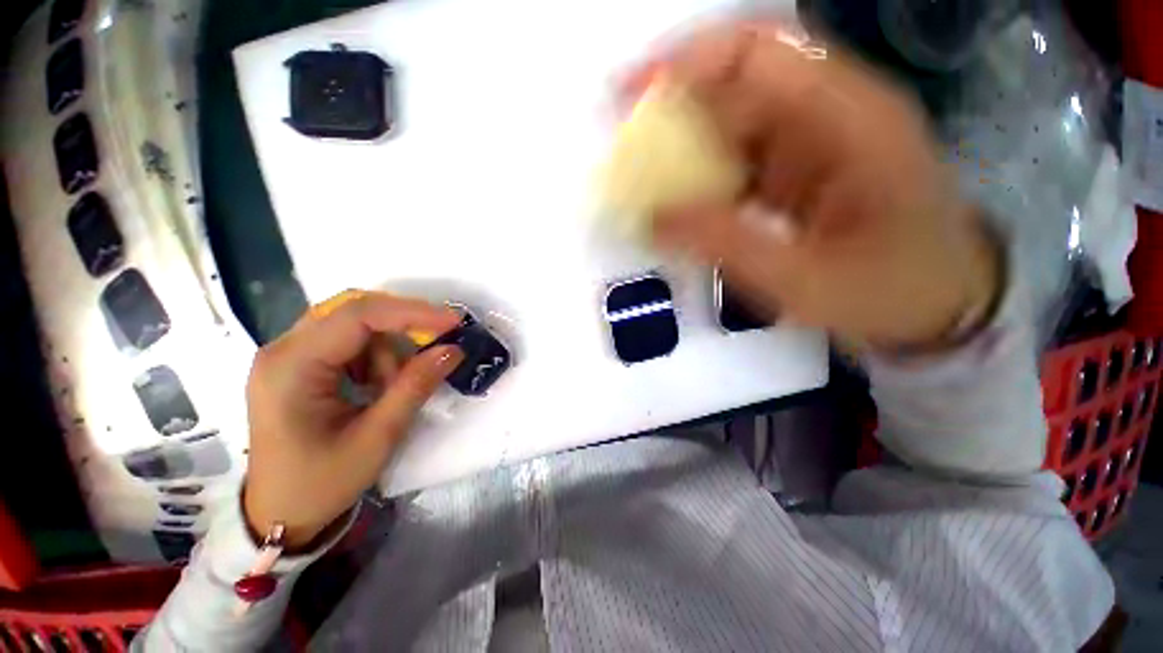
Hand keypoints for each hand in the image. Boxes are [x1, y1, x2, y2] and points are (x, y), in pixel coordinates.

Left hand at [243, 292, 462, 549]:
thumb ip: (415, 387)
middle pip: (354, 311)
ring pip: (355, 324)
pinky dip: (374, 356)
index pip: (358, 316)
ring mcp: (288, 355)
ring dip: (386, 348)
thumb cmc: (322, 483)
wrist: (279, 514)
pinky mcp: (297, 364)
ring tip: (390, 388)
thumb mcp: (377, 437)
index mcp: (291, 367)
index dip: (411, 313)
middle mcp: (283, 349)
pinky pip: (348, 340)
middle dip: (402, 325)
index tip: (453, 322)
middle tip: (436, 343)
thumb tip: (453, 349)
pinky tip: (375, 385)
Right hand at [645, 23, 1000, 349]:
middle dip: (669, 115)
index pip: (756, 53)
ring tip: (638, 186)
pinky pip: (733, 161)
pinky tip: (675, 206)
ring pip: (728, 126)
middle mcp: (827, 113)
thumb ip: (726, 244)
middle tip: (622, 157)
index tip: (628, 98)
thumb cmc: (890, 292)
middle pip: (733, 87)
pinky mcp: (794, 171)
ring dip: (679, 152)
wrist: (939, 304)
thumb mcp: (804, 279)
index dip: (685, 64)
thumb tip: (653, 220)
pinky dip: (697, 179)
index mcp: (848, 119)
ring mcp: (809, 142)